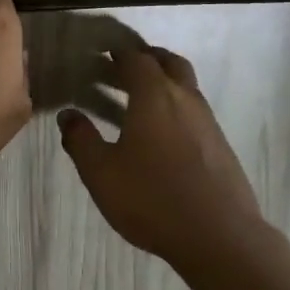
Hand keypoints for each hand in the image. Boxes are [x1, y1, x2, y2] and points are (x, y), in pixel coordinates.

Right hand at [58, 47, 265, 267]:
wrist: (220, 237)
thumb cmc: (152, 198)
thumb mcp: (101, 173)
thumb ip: (81, 140)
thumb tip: (68, 115)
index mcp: (154, 96)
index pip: (136, 59)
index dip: (119, 53)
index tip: (104, 54)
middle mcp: (184, 99)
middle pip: (169, 63)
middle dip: (148, 58)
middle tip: (126, 66)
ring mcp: (208, 122)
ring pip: (187, 86)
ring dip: (166, 82)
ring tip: (142, 99)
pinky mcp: (221, 146)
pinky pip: (196, 112)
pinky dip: (178, 108)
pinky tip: (165, 135)